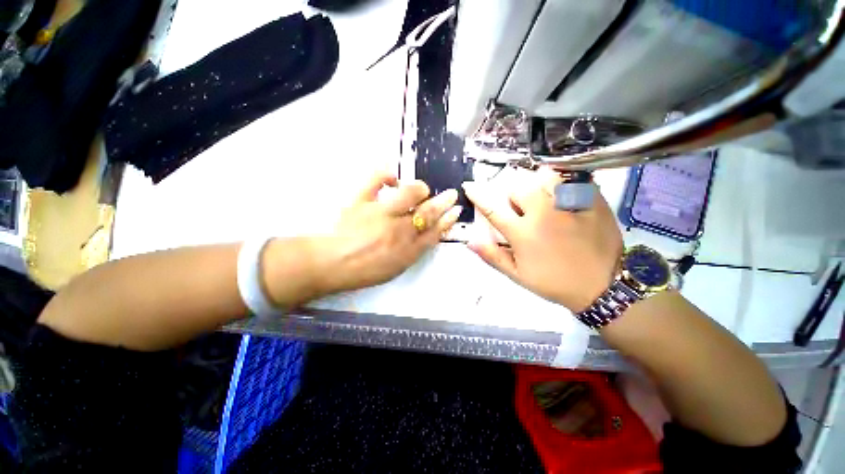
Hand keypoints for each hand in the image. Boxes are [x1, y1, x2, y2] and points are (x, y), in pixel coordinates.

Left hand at [304, 171, 460, 297]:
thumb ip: (414, 250)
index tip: (456, 211)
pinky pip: (376, 180)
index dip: (448, 220)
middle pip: (429, 212)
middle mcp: (400, 230)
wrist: (331, 264)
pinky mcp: (362, 200)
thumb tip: (426, 234)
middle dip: (444, 202)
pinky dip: (387, 175)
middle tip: (451, 194)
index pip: (435, 232)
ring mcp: (381, 213)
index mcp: (408, 250)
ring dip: (420, 189)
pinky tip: (393, 179)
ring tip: (421, 189)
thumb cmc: (365, 270)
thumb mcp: (396, 267)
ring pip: (410, 194)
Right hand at [463, 170, 622, 311]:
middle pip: (519, 186)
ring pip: (544, 178)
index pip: (493, 208)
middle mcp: (544, 214)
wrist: (601, 286)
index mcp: (523, 233)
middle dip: (512, 193)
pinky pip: (571, 180)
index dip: (478, 195)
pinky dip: (561, 183)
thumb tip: (470, 240)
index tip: (470, 186)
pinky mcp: (592, 201)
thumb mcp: (517, 275)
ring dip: (535, 185)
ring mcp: (570, 205)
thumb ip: (492, 256)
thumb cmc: (553, 282)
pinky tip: (563, 196)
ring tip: (540, 197)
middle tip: (518, 205)